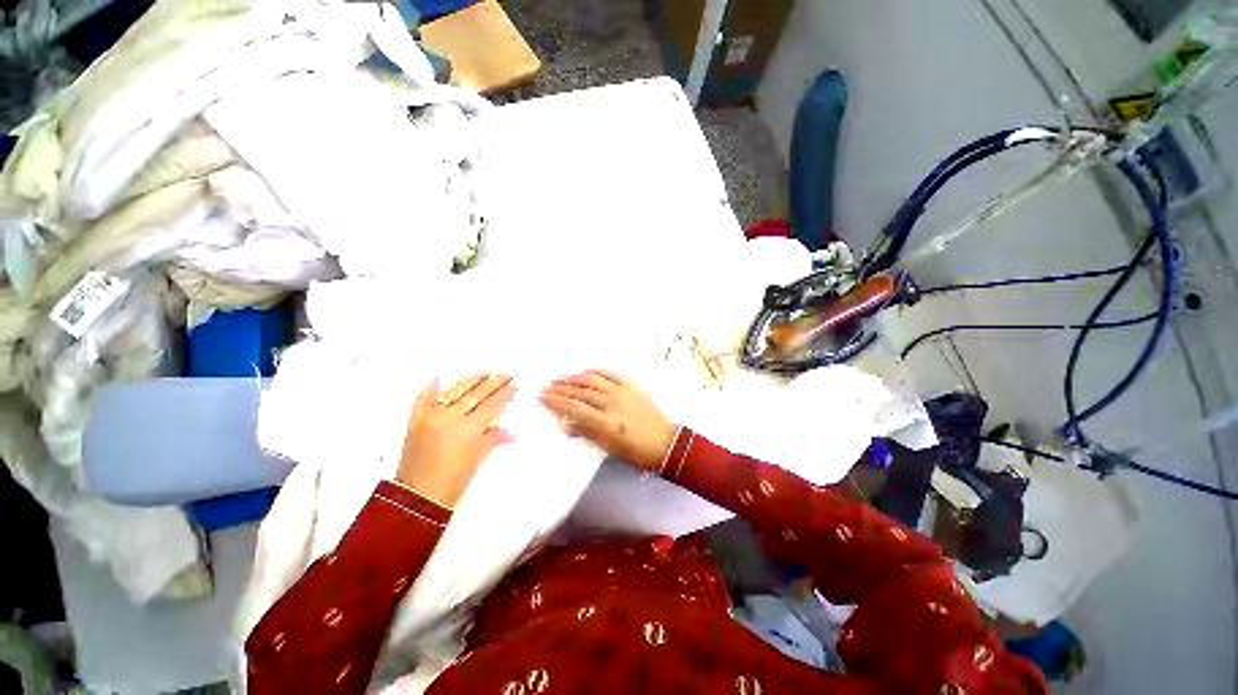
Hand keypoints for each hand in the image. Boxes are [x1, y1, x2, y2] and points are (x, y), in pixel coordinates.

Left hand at [397, 373, 515, 507]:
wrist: (418, 497)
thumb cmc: (454, 481)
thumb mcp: (478, 458)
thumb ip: (494, 438)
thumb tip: (511, 432)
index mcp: (468, 429)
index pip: (492, 405)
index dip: (505, 393)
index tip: (514, 384)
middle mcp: (450, 417)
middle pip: (476, 394)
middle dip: (493, 382)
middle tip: (506, 374)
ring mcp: (430, 416)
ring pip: (453, 391)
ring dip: (470, 380)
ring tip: (484, 372)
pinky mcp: (415, 420)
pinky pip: (423, 399)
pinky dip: (430, 389)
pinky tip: (439, 379)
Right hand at [539, 370, 676, 472]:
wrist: (664, 442)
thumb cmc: (635, 451)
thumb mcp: (609, 448)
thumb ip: (586, 433)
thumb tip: (564, 425)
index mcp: (605, 423)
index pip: (574, 408)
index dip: (556, 401)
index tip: (542, 397)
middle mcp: (612, 403)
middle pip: (581, 392)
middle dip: (561, 388)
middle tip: (547, 386)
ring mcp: (622, 392)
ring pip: (593, 380)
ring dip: (575, 378)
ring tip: (561, 378)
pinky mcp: (632, 386)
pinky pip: (611, 374)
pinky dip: (596, 371)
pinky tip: (586, 371)